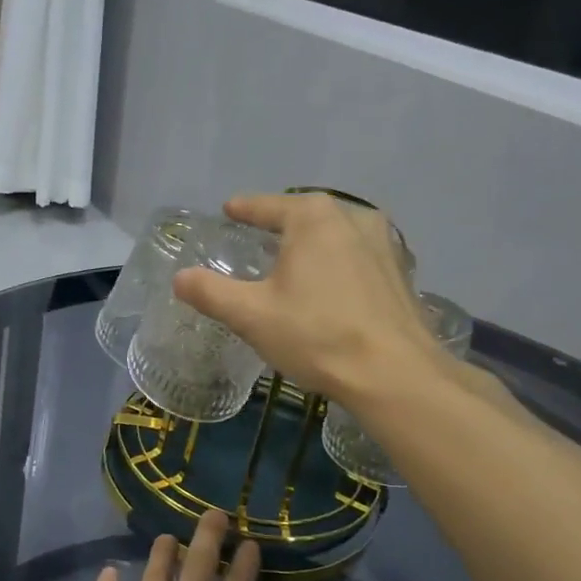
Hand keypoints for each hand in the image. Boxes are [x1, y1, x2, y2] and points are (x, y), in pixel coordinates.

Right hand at [174, 193, 441, 407]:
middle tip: (256, 237)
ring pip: (335, 235)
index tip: (228, 210)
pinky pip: (356, 258)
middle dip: (280, 225)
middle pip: (304, 216)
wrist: (394, 374)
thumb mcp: (251, 315)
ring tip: (292, 262)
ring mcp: (384, 243)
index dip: (244, 209)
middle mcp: (352, 217)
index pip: (267, 206)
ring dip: (312, 245)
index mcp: (313, 217)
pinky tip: (329, 287)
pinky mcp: (400, 272)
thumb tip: (180, 278)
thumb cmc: (316, 334)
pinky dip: (336, 265)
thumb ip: (210, 292)